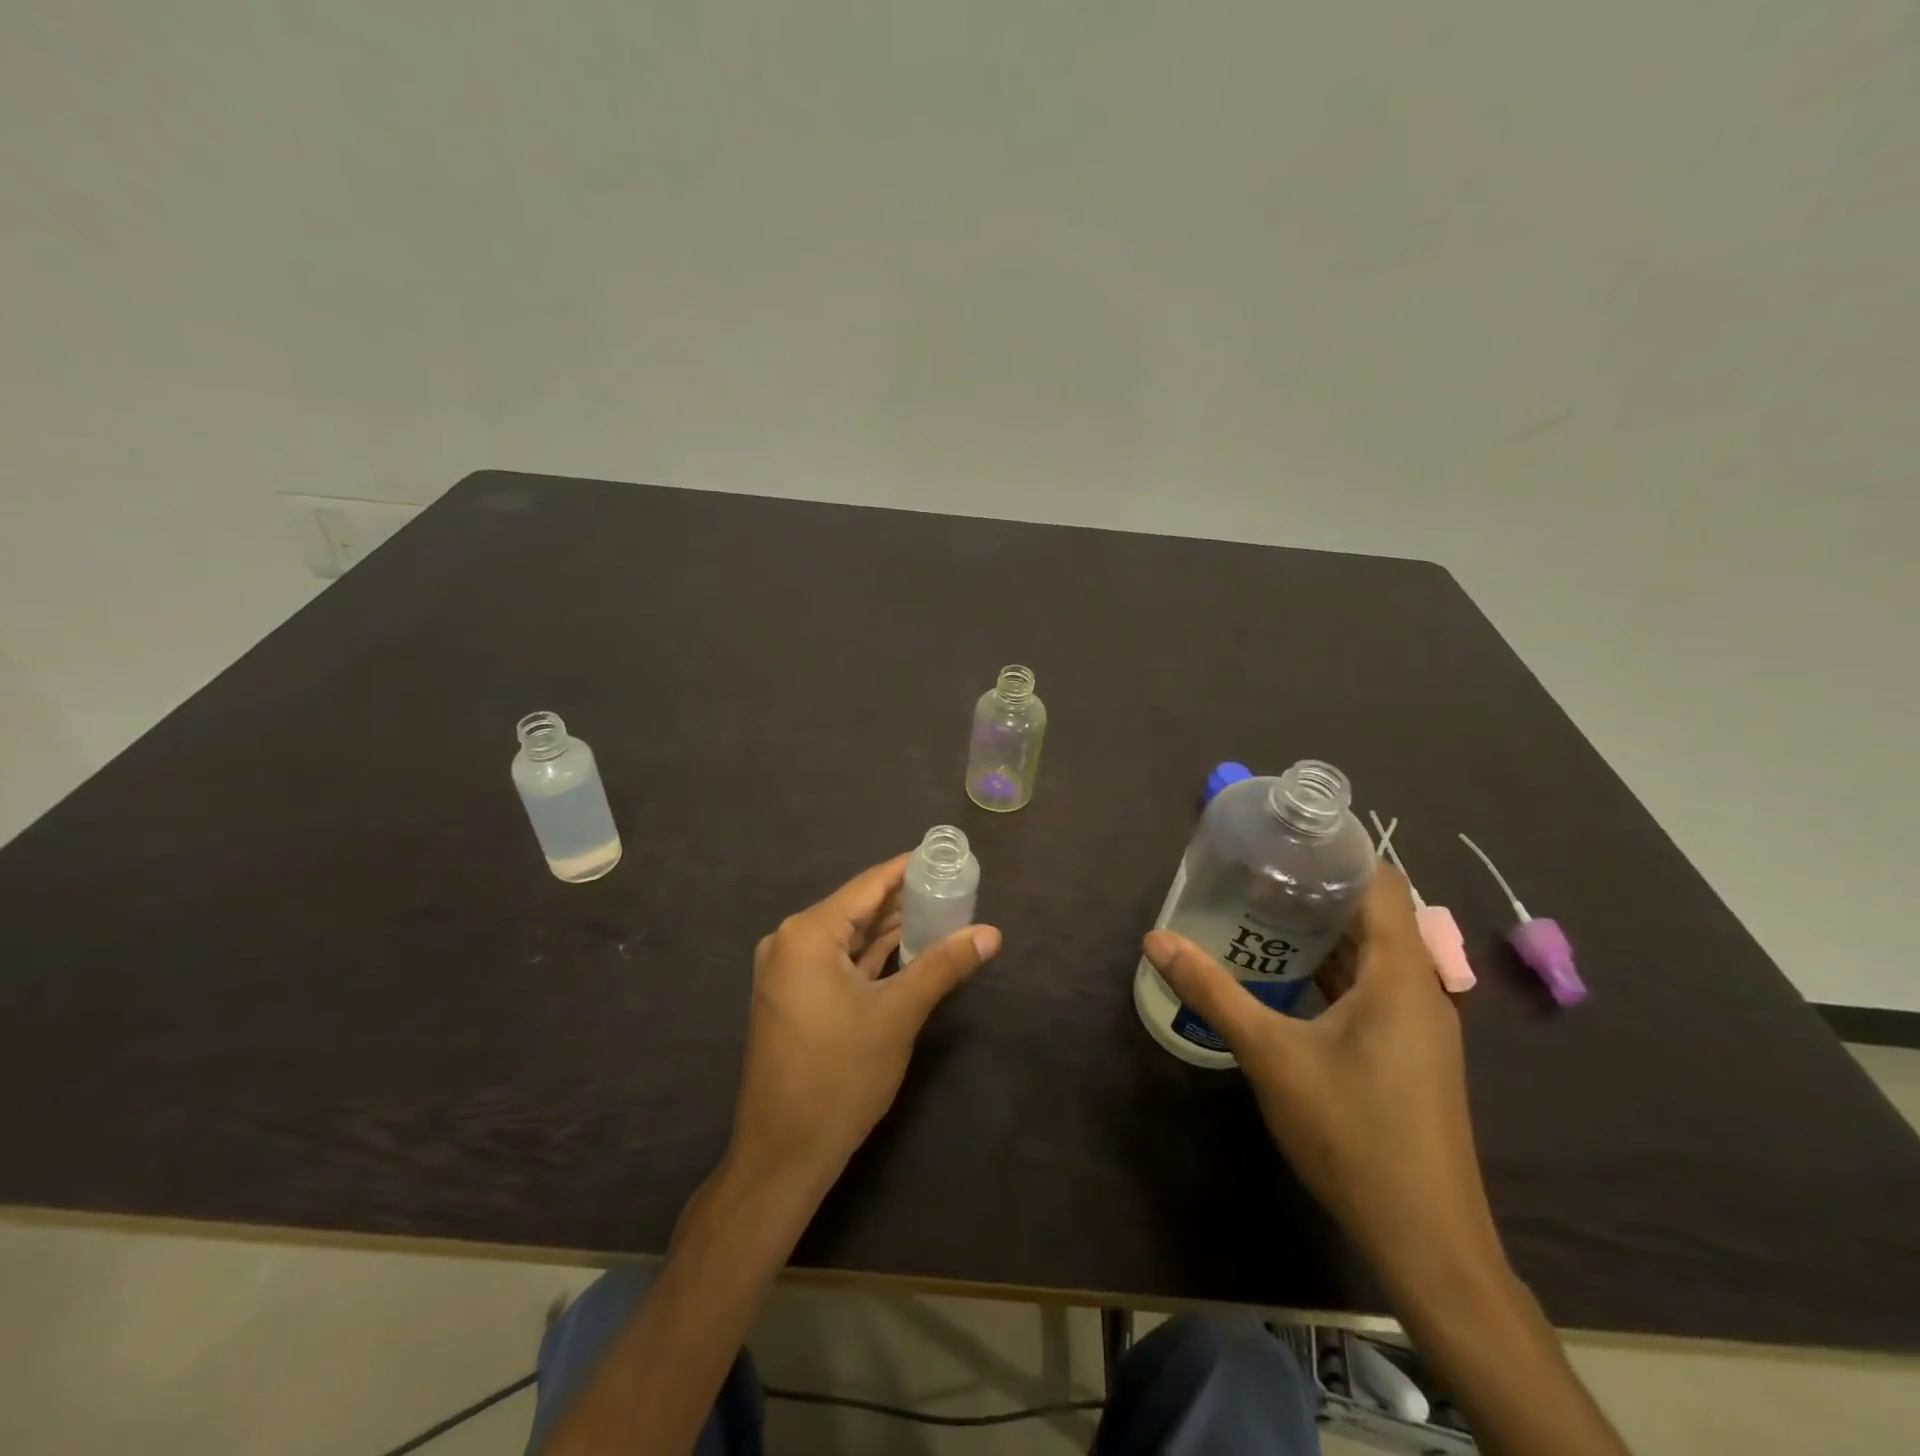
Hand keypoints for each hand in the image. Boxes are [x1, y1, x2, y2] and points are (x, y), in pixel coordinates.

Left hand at [727, 854, 1001, 1196]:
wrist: (783, 1154)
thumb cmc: (840, 1077)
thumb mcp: (898, 1014)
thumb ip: (943, 965)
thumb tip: (991, 933)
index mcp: (808, 934)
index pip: (869, 885)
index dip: (908, 869)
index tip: (946, 858)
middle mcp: (790, 941)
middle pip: (858, 907)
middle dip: (905, 900)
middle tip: (954, 888)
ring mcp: (787, 971)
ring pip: (849, 936)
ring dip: (890, 928)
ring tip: (941, 912)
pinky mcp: (793, 996)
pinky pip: (838, 960)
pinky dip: (871, 956)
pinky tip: (907, 948)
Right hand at [1143, 868, 1499, 1287]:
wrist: (1424, 1239)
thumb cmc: (1352, 1132)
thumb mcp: (1270, 1055)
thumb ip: (1211, 991)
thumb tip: (1155, 939)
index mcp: (1401, 975)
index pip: (1382, 883)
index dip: (1339, 851)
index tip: (1286, 835)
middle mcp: (1420, 990)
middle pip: (1375, 915)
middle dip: (1318, 888)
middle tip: (1257, 869)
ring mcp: (1419, 1025)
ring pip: (1373, 954)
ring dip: (1324, 931)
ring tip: (1262, 909)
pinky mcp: (1409, 1052)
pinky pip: (1372, 987)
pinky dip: (1333, 968)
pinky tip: (1287, 973)